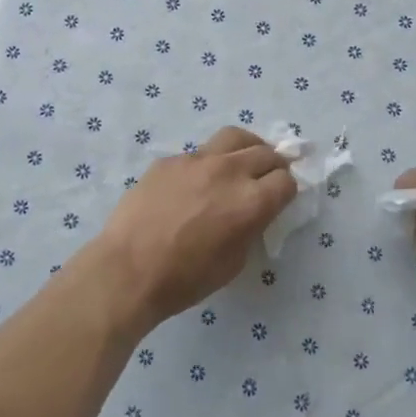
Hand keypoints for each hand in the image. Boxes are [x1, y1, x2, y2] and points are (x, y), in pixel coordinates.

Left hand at [87, 127, 296, 332]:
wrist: (128, 268)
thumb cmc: (185, 278)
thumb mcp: (234, 262)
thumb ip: (250, 228)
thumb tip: (252, 212)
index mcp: (251, 202)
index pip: (286, 181)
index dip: (287, 190)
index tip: (281, 198)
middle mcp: (229, 172)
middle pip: (265, 153)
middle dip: (273, 165)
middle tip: (268, 177)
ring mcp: (196, 160)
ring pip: (234, 138)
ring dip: (247, 148)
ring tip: (244, 160)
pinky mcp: (170, 160)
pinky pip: (199, 153)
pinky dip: (209, 162)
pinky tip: (197, 182)